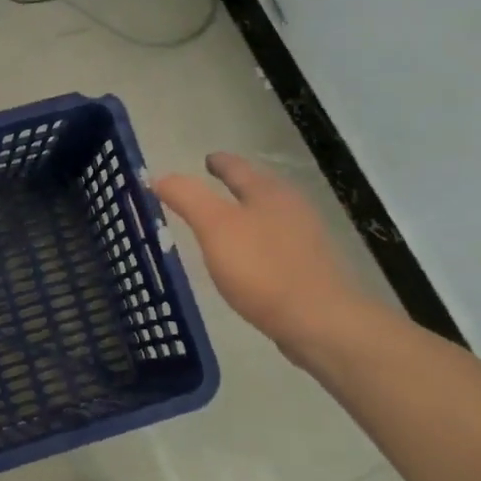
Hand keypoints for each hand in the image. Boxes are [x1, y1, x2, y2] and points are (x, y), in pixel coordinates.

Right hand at [153, 154, 377, 364]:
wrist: (321, 321)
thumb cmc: (262, 268)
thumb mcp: (214, 227)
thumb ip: (187, 198)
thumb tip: (160, 176)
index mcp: (268, 192)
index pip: (237, 167)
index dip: (219, 162)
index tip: (207, 159)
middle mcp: (291, 207)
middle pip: (259, 188)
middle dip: (236, 186)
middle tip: (212, 186)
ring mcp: (306, 239)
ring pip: (270, 216)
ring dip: (248, 214)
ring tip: (226, 222)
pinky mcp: (311, 268)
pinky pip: (277, 244)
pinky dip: (259, 241)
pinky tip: (249, 259)